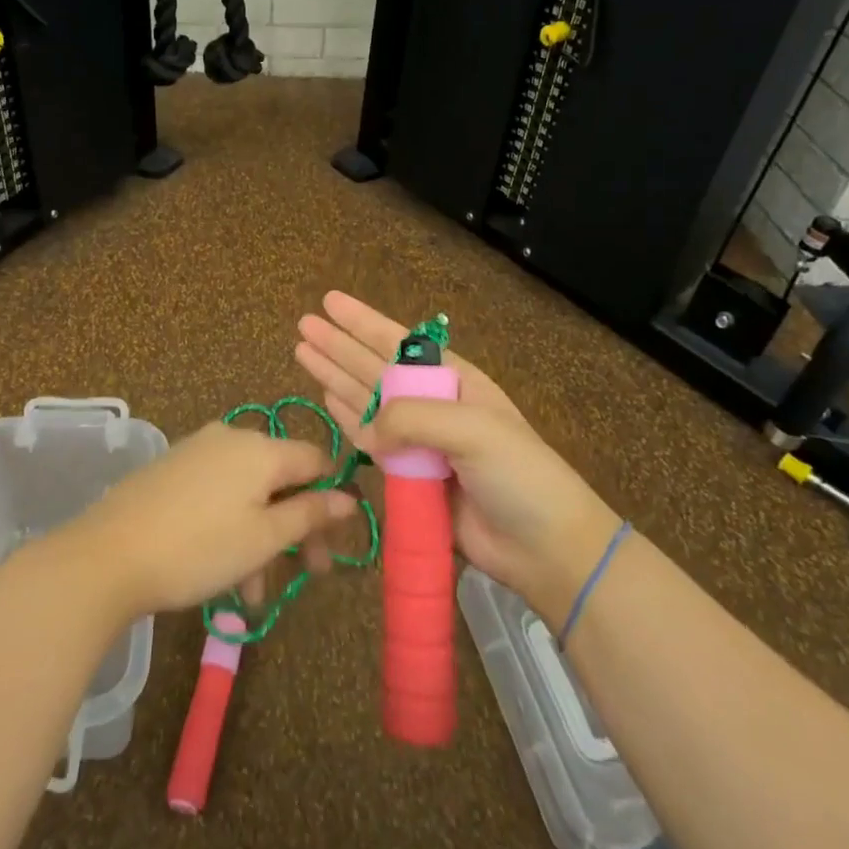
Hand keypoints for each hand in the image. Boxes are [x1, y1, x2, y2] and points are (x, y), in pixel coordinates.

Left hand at [59, 424, 357, 619]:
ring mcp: (198, 451)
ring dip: (263, 536)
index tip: (334, 541)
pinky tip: (224, 569)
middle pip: (282, 478)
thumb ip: (310, 514)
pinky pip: (218, 492)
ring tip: (254, 592)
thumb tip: (349, 497)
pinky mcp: (172, 470)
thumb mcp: (264, 537)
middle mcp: (232, 438)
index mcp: (261, 448)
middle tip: (307, 574)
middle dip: (297, 526)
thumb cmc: (199, 548)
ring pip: (249, 491)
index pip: (316, 459)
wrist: (108, 555)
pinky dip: (232, 525)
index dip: (332, 497)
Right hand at [295, 291, 621, 624]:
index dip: (362, 321)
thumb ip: (413, 417)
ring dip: (334, 376)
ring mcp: (419, 441)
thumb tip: (369, 430)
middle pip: (373, 366)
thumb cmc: (518, 474)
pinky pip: (368, 440)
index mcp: (453, 381)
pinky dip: (347, 419)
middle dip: (339, 345)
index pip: (398, 343)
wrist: (545, 546)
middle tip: (303, 324)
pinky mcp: (408, 477)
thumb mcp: (473, 429)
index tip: (330, 301)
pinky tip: (326, 398)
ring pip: (365, 399)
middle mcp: (431, 404)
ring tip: (302, 353)